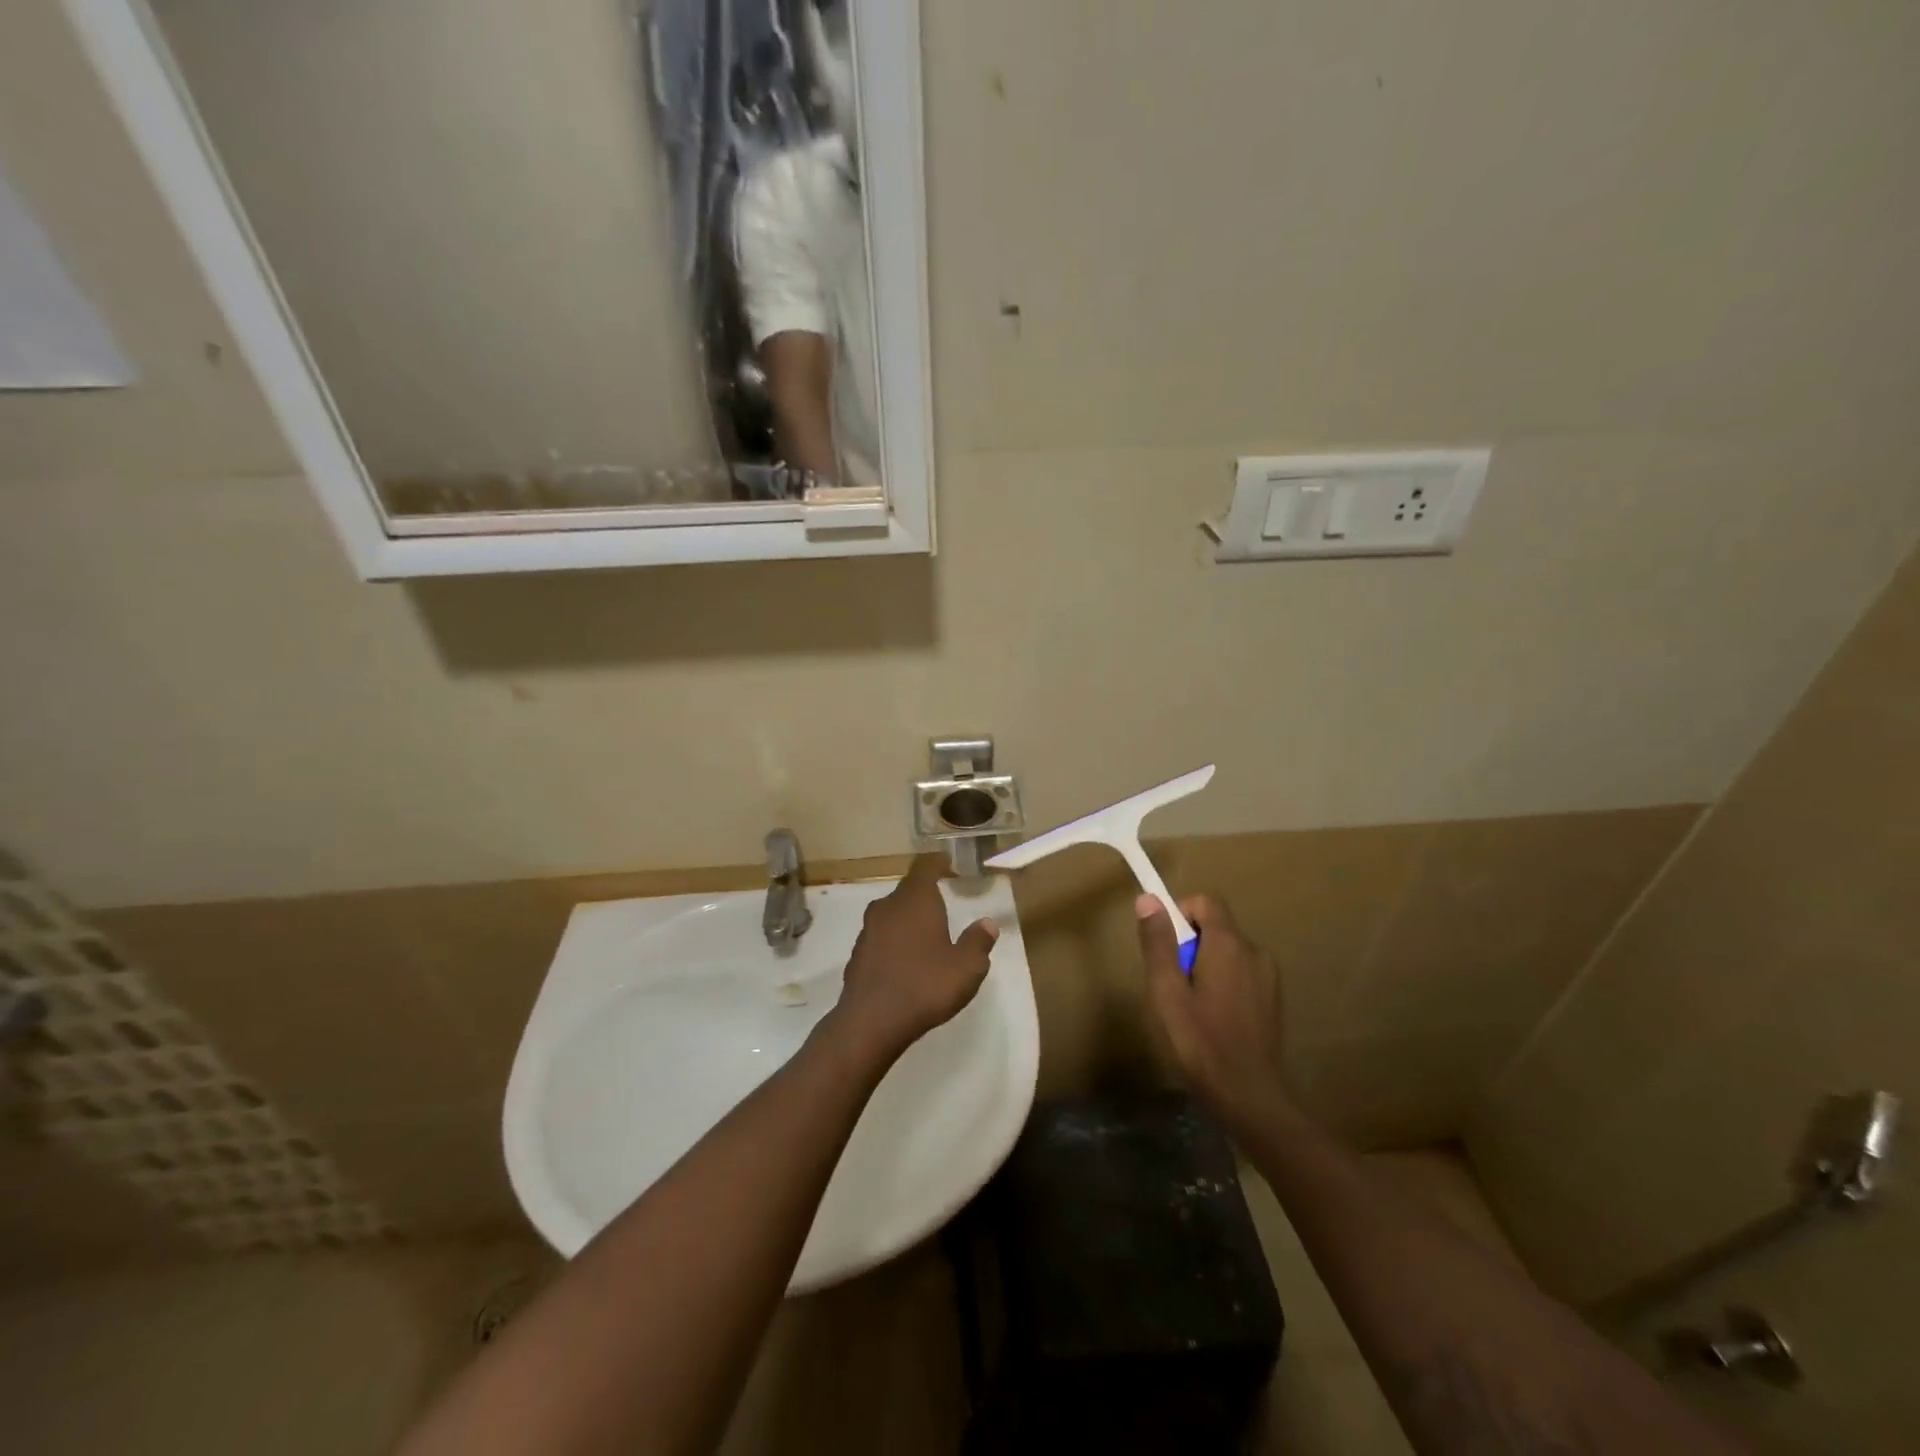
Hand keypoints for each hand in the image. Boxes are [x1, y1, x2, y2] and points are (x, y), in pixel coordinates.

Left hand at [829, 856, 998, 1062]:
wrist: (871, 1021)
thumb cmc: (925, 985)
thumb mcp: (966, 967)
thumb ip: (978, 942)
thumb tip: (987, 924)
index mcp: (916, 900)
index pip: (925, 867)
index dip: (937, 863)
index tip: (947, 863)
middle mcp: (888, 906)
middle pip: (907, 890)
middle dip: (924, 894)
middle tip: (943, 901)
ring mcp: (868, 930)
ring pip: (892, 914)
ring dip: (908, 919)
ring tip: (926, 933)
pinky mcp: (857, 954)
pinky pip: (881, 937)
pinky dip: (894, 941)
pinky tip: (905, 961)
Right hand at [1136, 894, 1295, 1134]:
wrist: (1249, 1098)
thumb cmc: (1200, 1042)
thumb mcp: (1166, 992)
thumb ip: (1158, 943)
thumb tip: (1149, 899)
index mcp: (1229, 944)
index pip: (1205, 901)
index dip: (1179, 914)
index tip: (1164, 948)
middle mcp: (1254, 951)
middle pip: (1215, 927)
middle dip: (1188, 945)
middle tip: (1171, 986)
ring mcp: (1268, 977)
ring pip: (1227, 953)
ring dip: (1204, 966)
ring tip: (1189, 1008)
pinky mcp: (1272, 1001)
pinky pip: (1240, 974)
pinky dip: (1222, 984)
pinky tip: (1211, 1021)